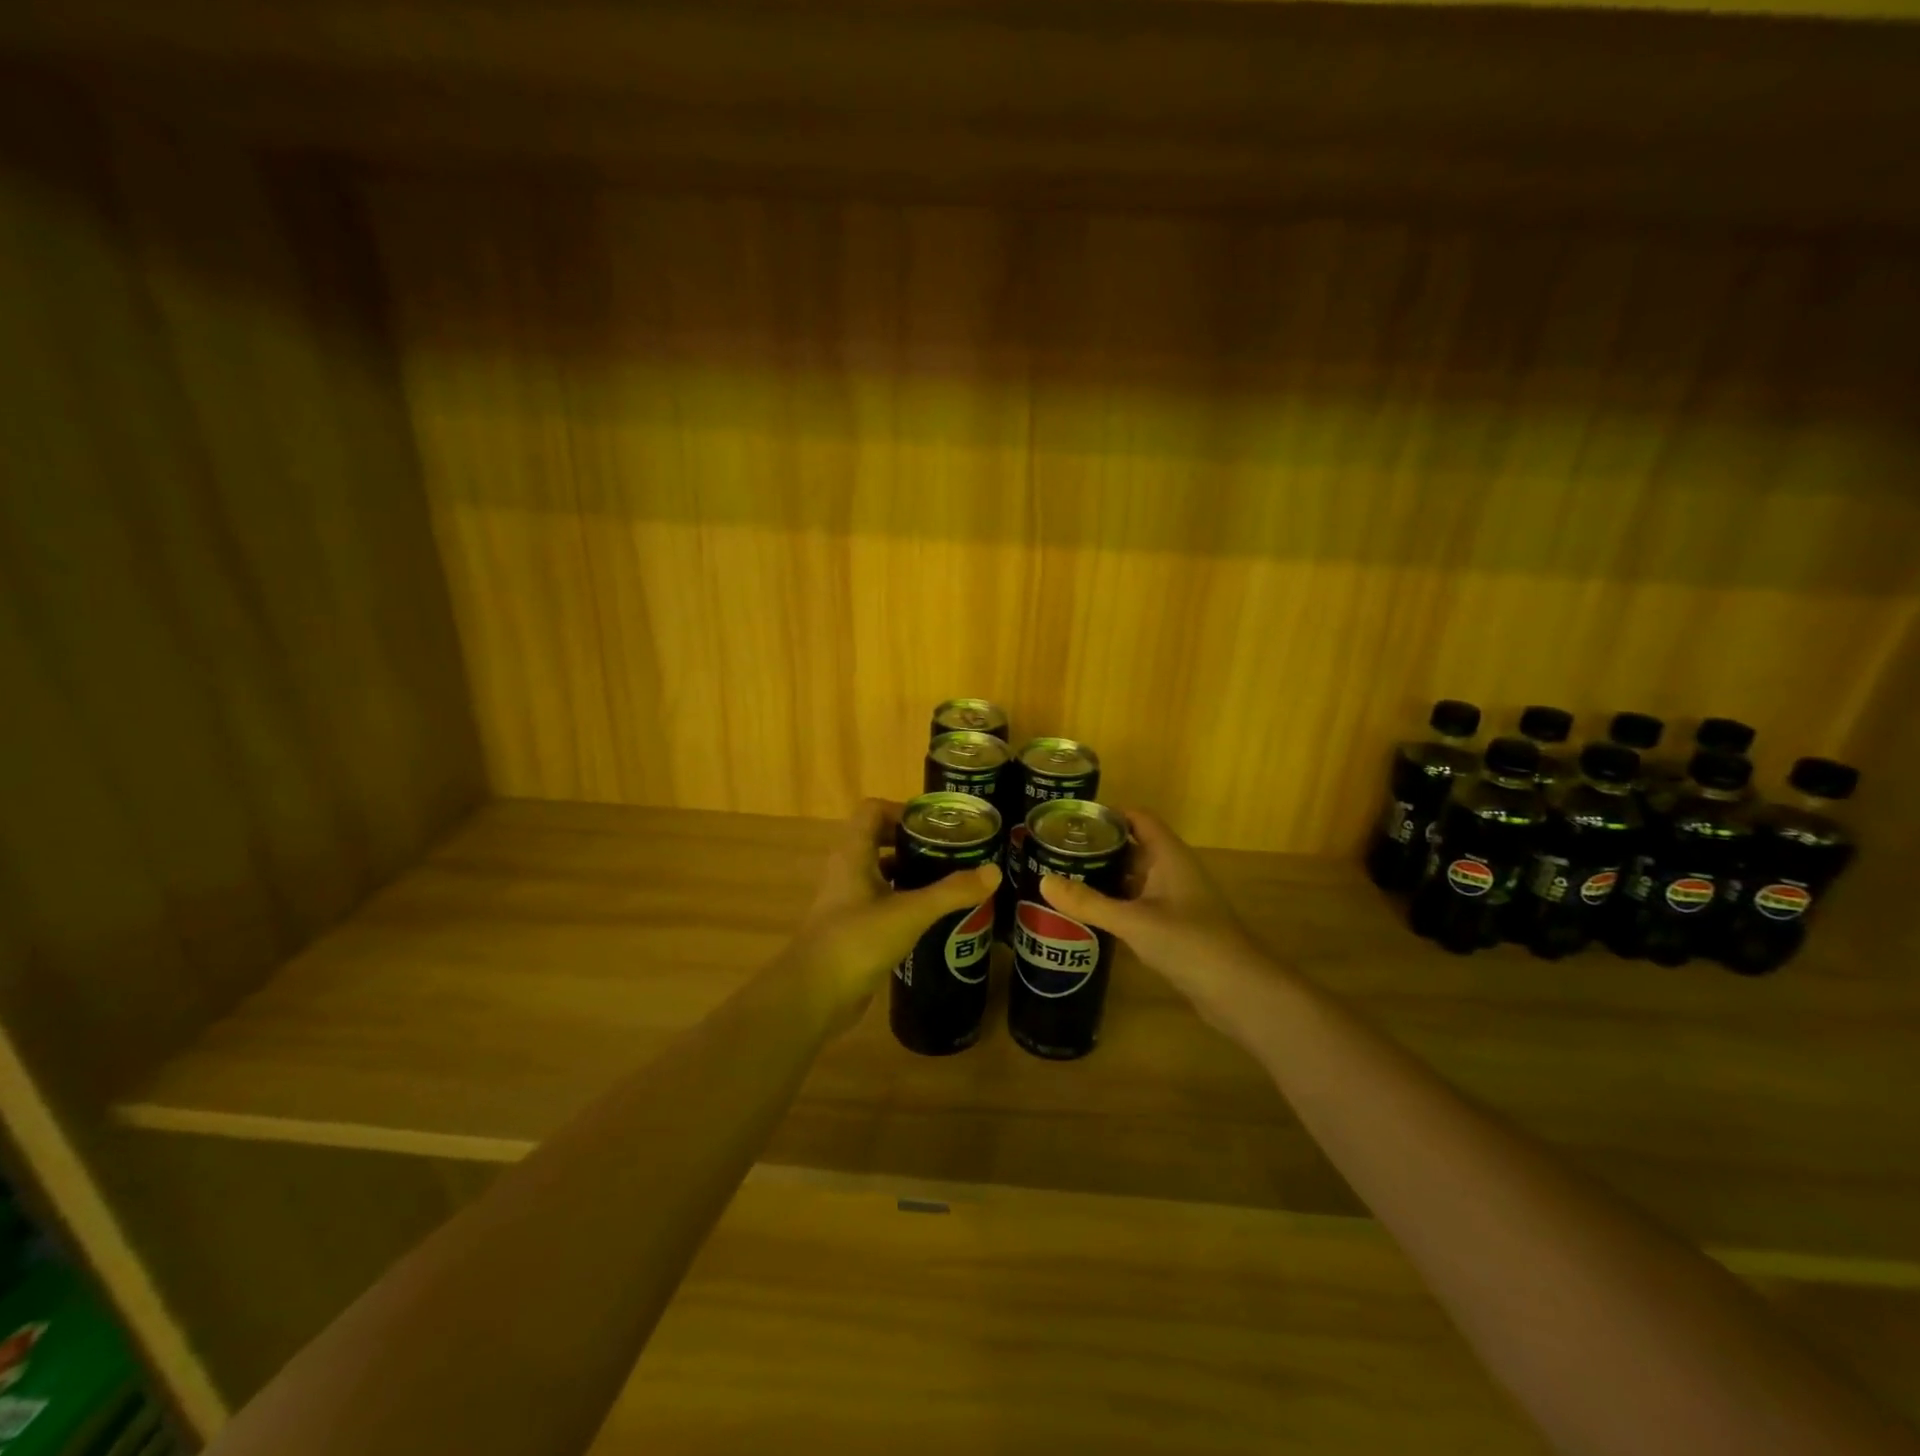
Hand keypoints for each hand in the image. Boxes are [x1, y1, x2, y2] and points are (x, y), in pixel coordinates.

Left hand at [790, 799, 1000, 1025]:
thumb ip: (951, 892)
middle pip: (880, 840)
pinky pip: (883, 904)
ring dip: (913, 874)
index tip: (938, 825)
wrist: (813, 996)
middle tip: (953, 852)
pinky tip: (933, 918)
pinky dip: (906, 903)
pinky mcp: (853, 929)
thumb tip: (994, 872)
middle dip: (916, 843)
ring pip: (883, 874)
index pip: (873, 810)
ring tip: (951, 882)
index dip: (903, 810)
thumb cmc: (856, 940)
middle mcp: (847, 871)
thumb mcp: (909, 913)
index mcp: (853, 854)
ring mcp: (848, 902)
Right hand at [1038, 810, 1266, 1023]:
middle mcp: (1174, 871)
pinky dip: (1117, 904)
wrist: (1240, 992)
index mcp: (1169, 856)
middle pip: (1134, 847)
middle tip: (1057, 851)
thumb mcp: (1133, 921)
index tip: (1071, 820)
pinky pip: (1140, 904)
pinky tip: (1090, 914)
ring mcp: (1177, 900)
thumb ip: (1088, 902)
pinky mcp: (1176, 927)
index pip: (1138, 818)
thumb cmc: (1189, 943)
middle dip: (1099, 847)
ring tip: (1065, 879)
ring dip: (1106, 877)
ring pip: (1136, 878)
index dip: (1108, 814)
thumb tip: (1043, 881)